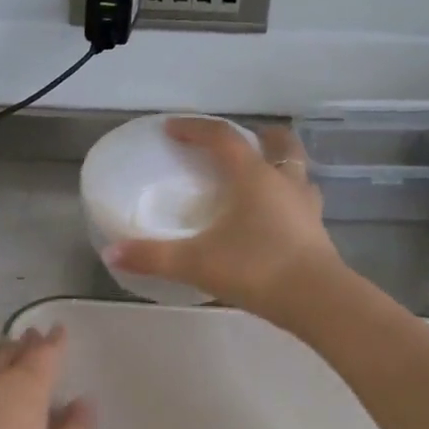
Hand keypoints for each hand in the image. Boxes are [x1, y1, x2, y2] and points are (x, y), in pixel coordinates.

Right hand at [105, 117, 340, 317]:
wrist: (317, 300)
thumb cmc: (256, 268)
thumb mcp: (196, 263)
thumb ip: (153, 257)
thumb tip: (111, 254)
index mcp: (253, 177)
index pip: (223, 138)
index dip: (195, 128)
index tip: (172, 128)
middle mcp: (284, 181)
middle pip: (278, 142)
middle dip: (257, 135)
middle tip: (236, 144)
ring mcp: (306, 206)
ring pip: (297, 171)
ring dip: (279, 166)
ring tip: (258, 180)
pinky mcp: (317, 231)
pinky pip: (301, 202)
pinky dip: (286, 200)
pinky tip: (273, 220)